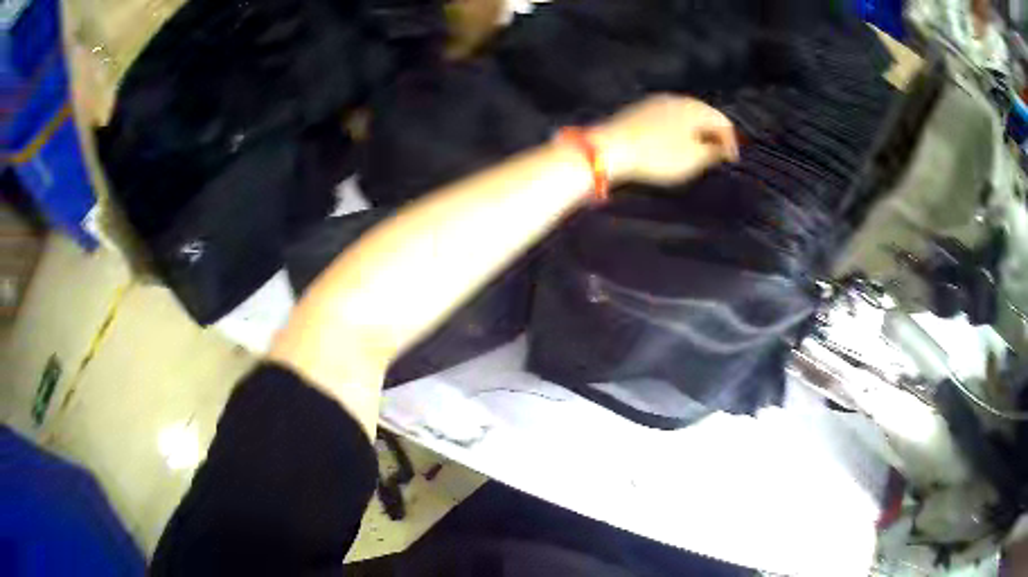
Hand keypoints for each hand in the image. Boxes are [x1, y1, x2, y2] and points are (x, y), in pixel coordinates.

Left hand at [592, 95, 738, 186]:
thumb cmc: (658, 155)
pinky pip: (666, 119)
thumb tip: (724, 147)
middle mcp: (676, 98)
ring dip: (694, 132)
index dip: (731, 141)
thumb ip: (714, 152)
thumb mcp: (693, 159)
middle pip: (703, 114)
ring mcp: (654, 102)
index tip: (731, 161)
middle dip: (712, 134)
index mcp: (694, 107)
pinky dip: (676, 131)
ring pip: (684, 115)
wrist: (610, 147)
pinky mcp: (638, 110)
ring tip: (696, 152)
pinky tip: (671, 145)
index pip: (722, 120)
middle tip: (716, 155)